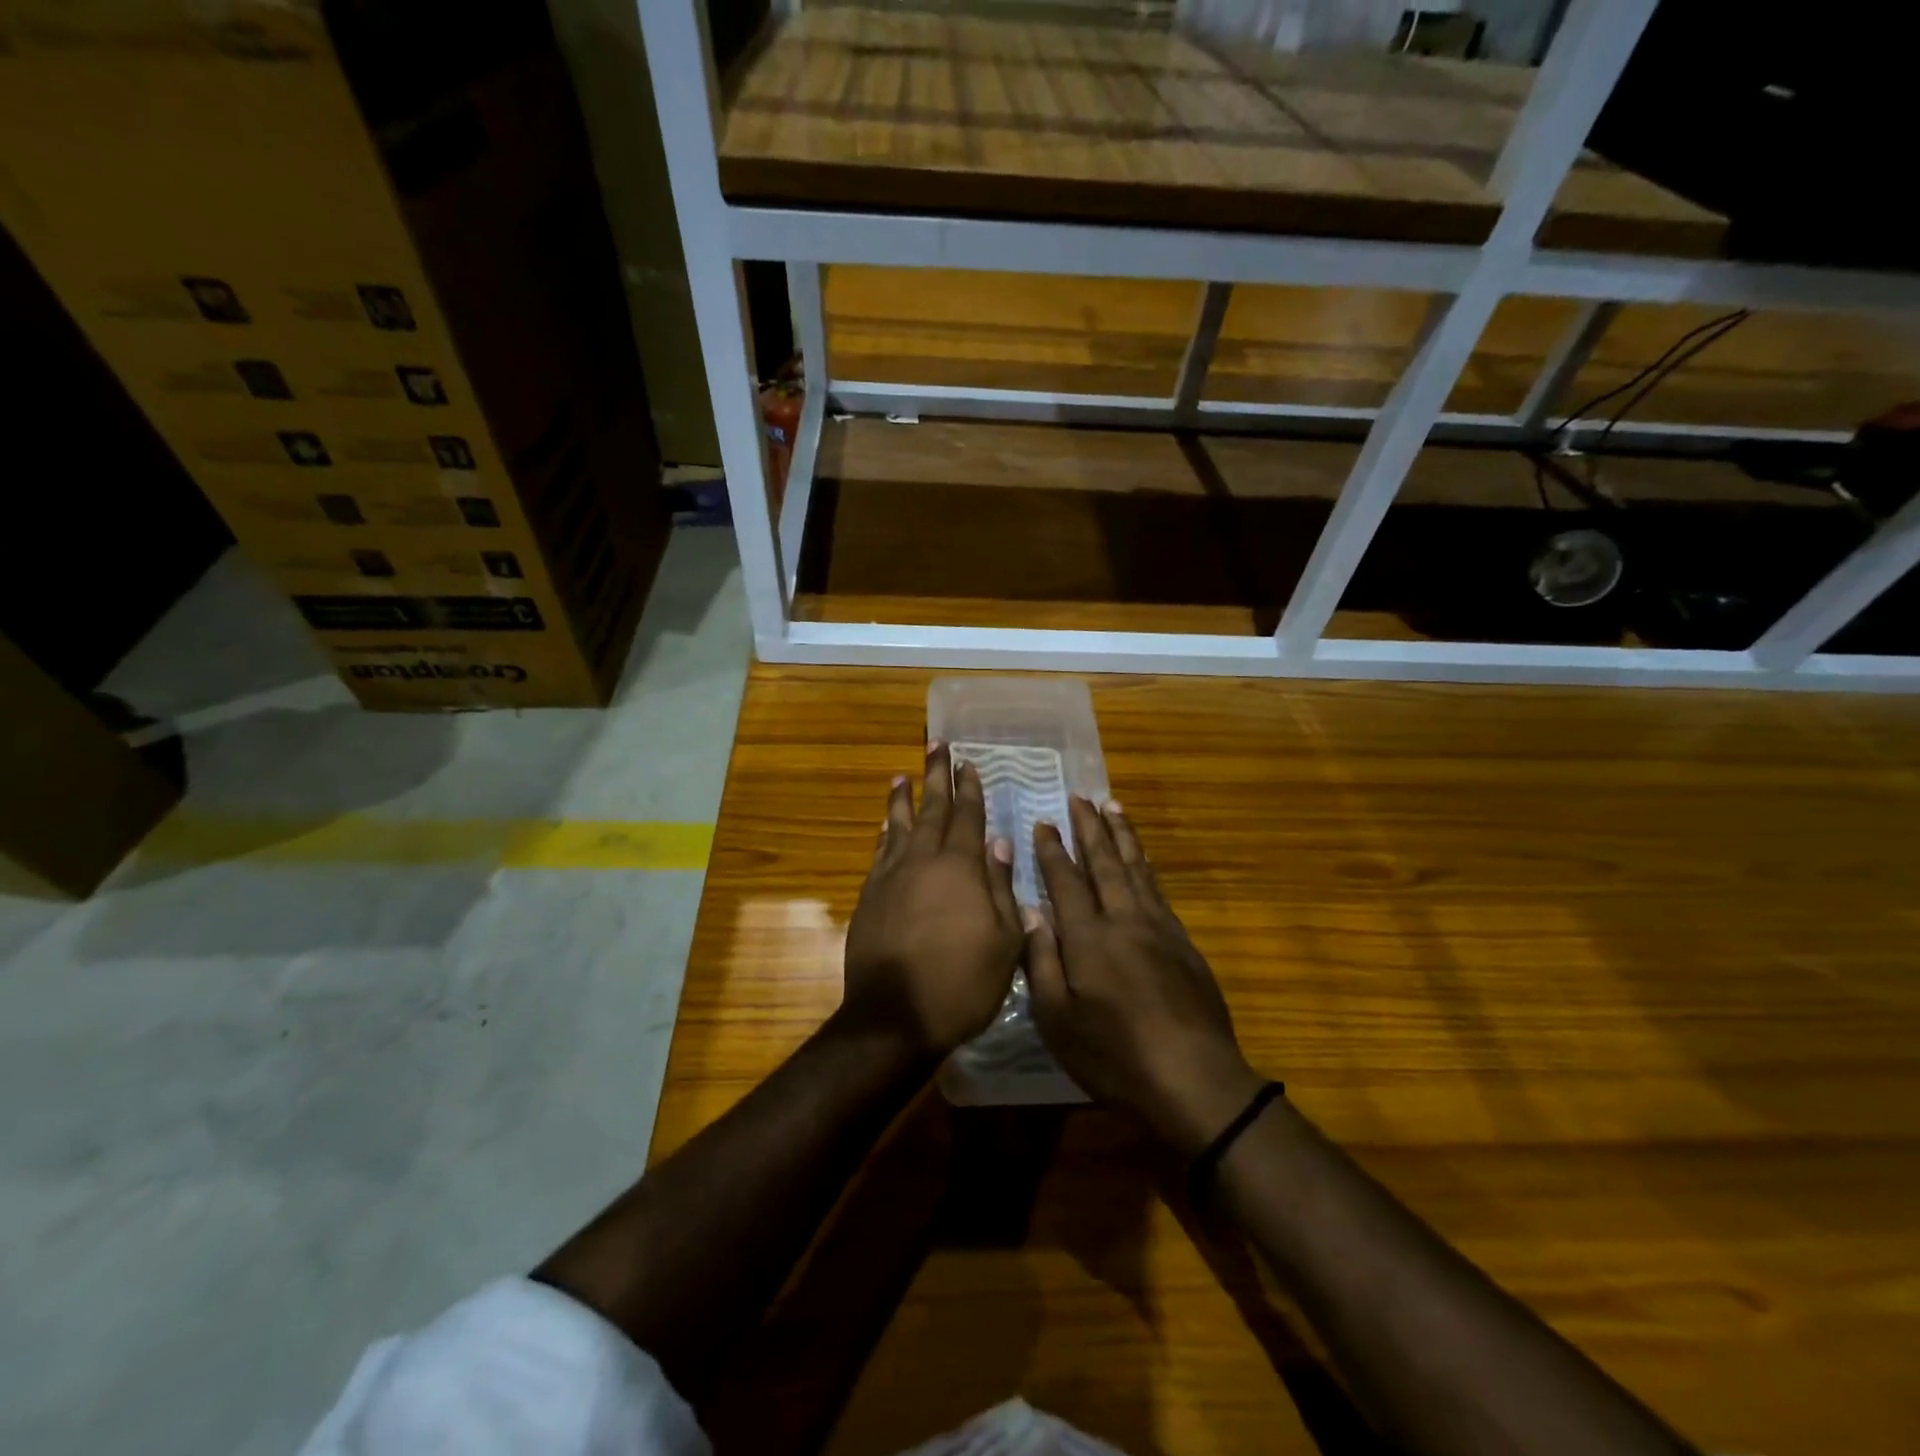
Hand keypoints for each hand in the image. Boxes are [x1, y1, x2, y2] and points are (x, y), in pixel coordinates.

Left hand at [842, 743, 1024, 1056]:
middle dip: (936, 777)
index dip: (970, 789)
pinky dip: (884, 833)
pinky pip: (879, 852)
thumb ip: (1001, 888)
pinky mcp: (869, 896)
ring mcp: (891, 877)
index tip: (968, 763)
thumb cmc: (962, 983)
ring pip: (899, 825)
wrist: (895, 1016)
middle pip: (932, 809)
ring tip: (904, 775)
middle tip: (936, 745)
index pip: (968, 818)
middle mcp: (924, 861)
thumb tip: (1000, 843)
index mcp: (962, 868)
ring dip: (903, 798)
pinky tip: (885, 825)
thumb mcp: (1004, 942)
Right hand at [1027, 798, 1264, 1155]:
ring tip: (1113, 807)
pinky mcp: (1182, 942)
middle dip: (1090, 828)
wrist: (1194, 1079)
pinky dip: (1145, 865)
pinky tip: (1141, 859)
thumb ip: (1041, 960)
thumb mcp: (1058, 1019)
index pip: (1066, 881)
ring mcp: (1158, 928)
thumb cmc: (1114, 1055)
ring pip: (1136, 869)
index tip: (1044, 822)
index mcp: (1088, 937)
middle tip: (1080, 797)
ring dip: (1122, 836)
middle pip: (1104, 863)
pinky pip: (1158, 889)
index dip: (1053, 851)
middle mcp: (1123, 920)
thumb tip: (1030, 912)